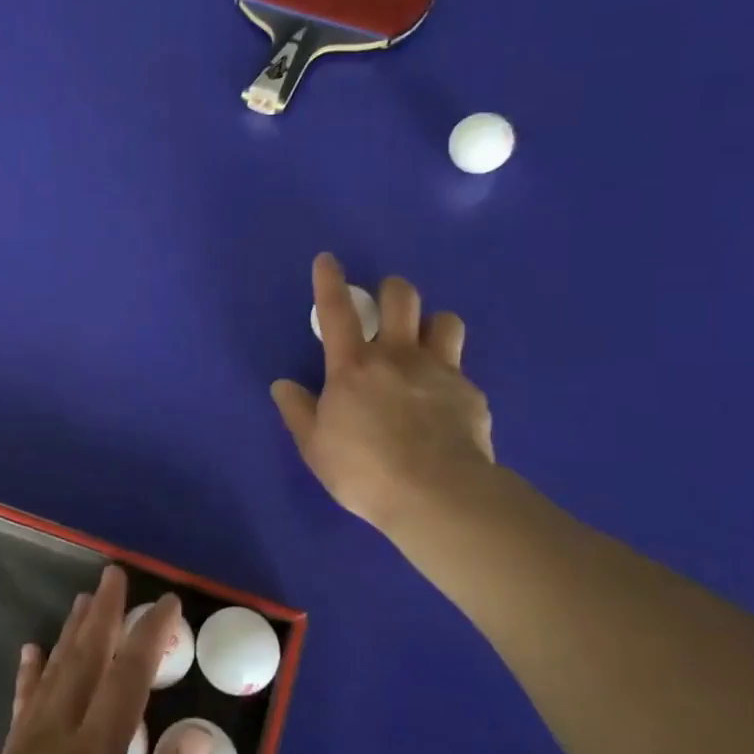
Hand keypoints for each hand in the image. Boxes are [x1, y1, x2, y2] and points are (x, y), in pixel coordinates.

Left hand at [0, 566, 210, 753]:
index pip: (126, 681)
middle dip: (104, 617)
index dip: (149, 638)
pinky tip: (31, 654)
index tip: (168, 603)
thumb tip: (199, 734)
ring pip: (52, 677)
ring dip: (72, 635)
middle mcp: (54, 743)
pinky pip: (22, 707)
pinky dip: (30, 675)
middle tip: (115, 575)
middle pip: (84, 664)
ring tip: (83, 601)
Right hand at [271, 253, 495, 538]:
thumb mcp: (314, 446)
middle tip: (386, 305)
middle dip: (392, 290)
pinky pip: (462, 370)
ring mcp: (440, 370)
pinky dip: (450, 377)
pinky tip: (445, 404)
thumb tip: (283, 385)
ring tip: (425, 345)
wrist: (437, 494)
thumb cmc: (364, 470)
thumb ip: (297, 411)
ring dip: (432, 325)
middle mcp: (398, 356)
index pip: (337, 311)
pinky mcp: (470, 393)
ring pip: (445, 320)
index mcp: (353, 366)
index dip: (329, 281)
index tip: (328, 259)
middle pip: (401, 297)